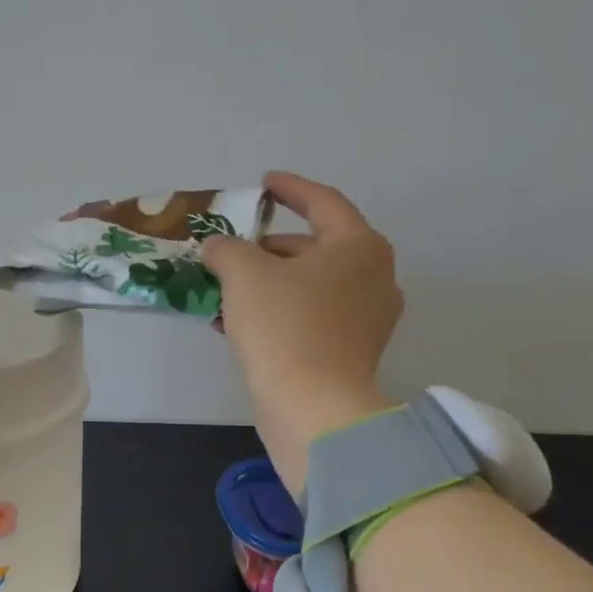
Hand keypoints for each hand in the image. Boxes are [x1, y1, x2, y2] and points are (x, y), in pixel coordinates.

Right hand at [202, 172, 401, 493]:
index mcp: (359, 247)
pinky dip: (278, 309)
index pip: (323, 202)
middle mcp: (373, 278)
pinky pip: (310, 315)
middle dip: (268, 246)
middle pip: (315, 246)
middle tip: (231, 246)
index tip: (263, 183)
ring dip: (267, 281)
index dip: (290, 188)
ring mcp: (366, 318)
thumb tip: (219, 248)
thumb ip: (227, 248)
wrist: (314, 408)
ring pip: (309, 284)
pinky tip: (237, 320)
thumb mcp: (244, 273)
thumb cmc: (285, 326)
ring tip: (224, 285)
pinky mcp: (351, 351)